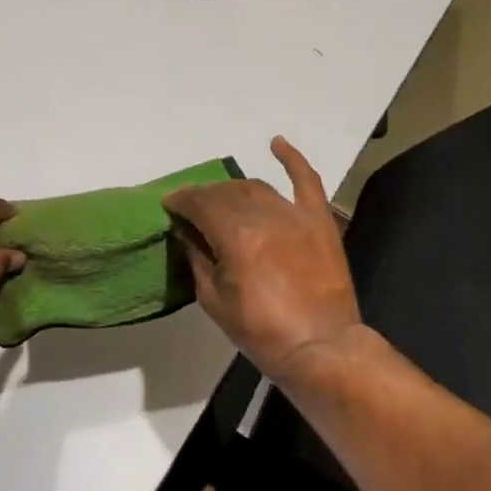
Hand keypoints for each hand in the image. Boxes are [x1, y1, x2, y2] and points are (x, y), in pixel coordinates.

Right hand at [162, 137, 363, 387]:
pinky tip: (276, 143)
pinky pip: (306, 180)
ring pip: (255, 187)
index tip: (169, 206)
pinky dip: (292, 159)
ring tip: (221, 199)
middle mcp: (264, 215)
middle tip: (193, 210)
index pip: (199, 203)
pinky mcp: (318, 220)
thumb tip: (186, 232)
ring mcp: (294, 214)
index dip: (180, 201)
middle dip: (203, 198)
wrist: (322, 348)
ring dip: (234, 189)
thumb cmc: (262, 332)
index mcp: (235, 235)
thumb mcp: (214, 300)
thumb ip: (197, 258)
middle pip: (225, 193)